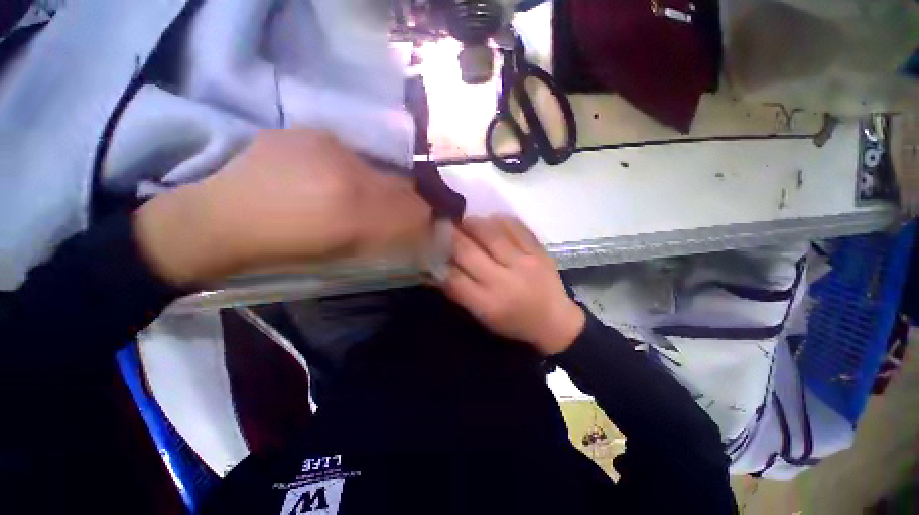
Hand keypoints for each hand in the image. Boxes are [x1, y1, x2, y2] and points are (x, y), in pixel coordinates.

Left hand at [134, 129, 431, 285]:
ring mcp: (327, 147)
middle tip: (404, 213)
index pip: (412, 212)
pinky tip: (333, 179)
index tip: (427, 226)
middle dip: (409, 203)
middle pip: (402, 187)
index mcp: (354, 214)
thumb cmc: (282, 251)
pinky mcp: (309, 132)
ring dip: (381, 186)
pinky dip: (354, 170)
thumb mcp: (342, 254)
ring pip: (379, 169)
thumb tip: (415, 231)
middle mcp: (347, 174)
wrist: (217, 221)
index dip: (424, 219)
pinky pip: (351, 154)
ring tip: (362, 197)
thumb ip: (385, 240)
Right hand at [439, 216, 584, 354]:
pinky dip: (500, 220)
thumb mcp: (483, 317)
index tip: (429, 244)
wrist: (556, 321)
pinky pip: (516, 227)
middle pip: (468, 251)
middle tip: (441, 224)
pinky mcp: (539, 251)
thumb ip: (459, 293)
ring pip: (491, 234)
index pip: (452, 276)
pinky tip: (491, 219)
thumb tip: (435, 268)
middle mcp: (504, 280)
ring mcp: (524, 262)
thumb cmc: (514, 323)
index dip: (438, 258)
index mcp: (488, 303)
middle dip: (450, 235)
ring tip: (465, 220)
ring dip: (472, 223)